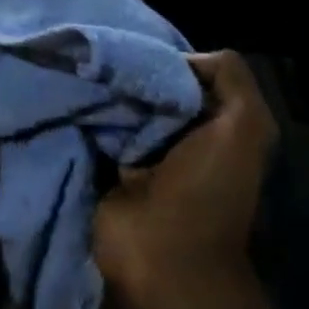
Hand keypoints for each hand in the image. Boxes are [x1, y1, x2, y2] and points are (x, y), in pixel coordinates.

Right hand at [94, 51, 278, 305]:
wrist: (162, 256)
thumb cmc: (207, 190)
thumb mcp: (246, 127)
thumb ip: (229, 78)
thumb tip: (178, 59)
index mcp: (213, 126)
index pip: (184, 76)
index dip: (164, 61)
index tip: (136, 52)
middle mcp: (175, 136)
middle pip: (146, 87)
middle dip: (126, 73)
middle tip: (97, 59)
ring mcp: (135, 152)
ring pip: (115, 104)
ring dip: (98, 91)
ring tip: (75, 71)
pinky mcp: (101, 165)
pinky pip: (89, 127)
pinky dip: (78, 113)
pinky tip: (63, 93)